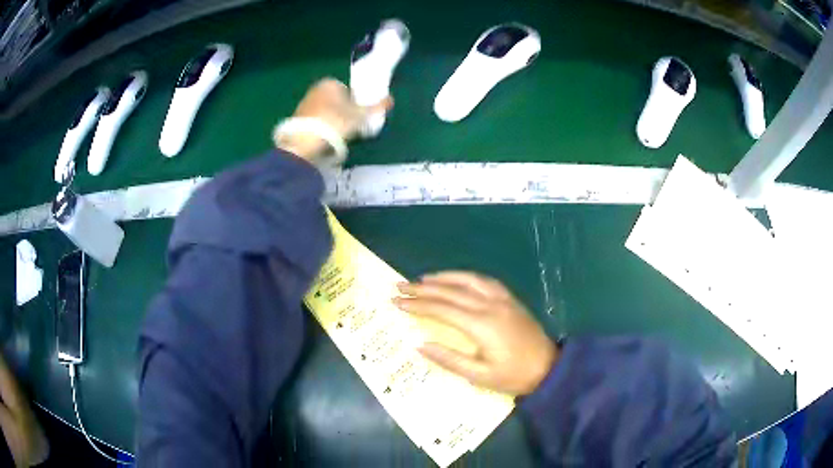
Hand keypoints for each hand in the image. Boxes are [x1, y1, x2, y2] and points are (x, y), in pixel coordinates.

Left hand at [274, 78, 392, 160]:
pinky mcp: (296, 119)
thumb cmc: (335, 122)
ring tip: (338, 137)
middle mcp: (315, 89)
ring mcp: (304, 104)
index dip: (356, 103)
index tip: (359, 117)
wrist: (304, 142)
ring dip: (332, 121)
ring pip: (325, 112)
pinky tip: (324, 140)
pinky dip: (321, 129)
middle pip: (336, 101)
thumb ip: (376, 107)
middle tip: (350, 128)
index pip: (348, 91)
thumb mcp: (360, 115)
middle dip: (343, 112)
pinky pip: (315, 122)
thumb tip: (391, 99)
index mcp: (330, 83)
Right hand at [394, 272, 557, 394]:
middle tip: (400, 286)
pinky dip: (466, 276)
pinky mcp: (510, 299)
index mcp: (481, 325)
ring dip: (443, 277)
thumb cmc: (513, 375)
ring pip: (467, 280)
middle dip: (423, 288)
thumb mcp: (479, 375)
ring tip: (423, 278)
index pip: (441, 309)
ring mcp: (501, 299)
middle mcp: (489, 305)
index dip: (417, 305)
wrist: (549, 367)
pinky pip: (484, 281)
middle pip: (450, 291)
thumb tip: (419, 345)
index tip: (397, 302)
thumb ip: (449, 359)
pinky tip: (457, 279)